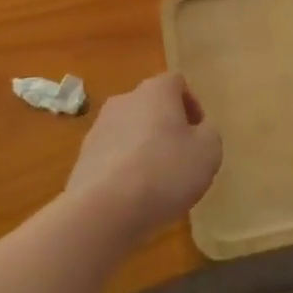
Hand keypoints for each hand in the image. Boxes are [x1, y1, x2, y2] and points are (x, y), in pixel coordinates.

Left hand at [64, 73, 222, 240]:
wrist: (104, 210)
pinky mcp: (82, 159)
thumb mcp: (209, 151)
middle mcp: (124, 101)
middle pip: (151, 106)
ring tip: (157, 182)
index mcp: (156, 91)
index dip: (192, 105)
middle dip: (167, 127)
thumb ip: (208, 134)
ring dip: (144, 149)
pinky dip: (125, 170)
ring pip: (130, 132)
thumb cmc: (165, 171)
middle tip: (182, 157)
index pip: (176, 83)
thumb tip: (198, 133)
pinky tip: (134, 197)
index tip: (199, 132)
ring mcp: (98, 129)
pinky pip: (113, 157)